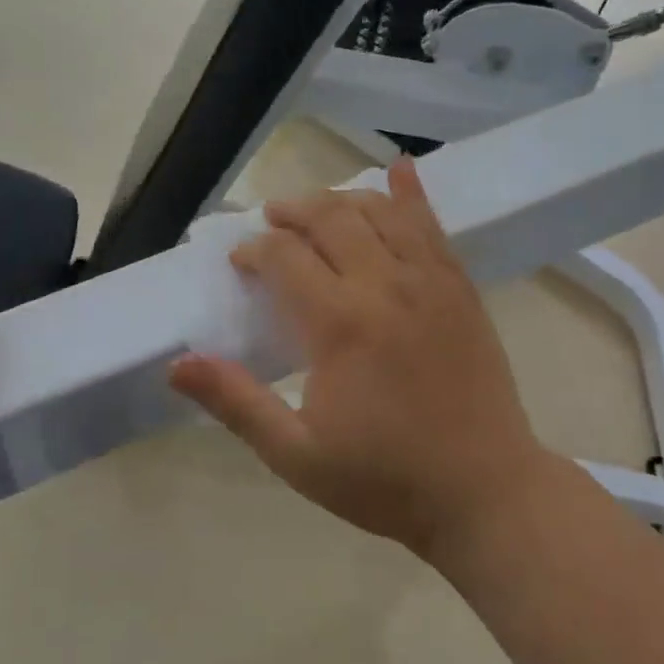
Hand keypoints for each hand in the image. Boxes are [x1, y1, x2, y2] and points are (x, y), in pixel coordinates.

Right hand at [170, 159, 547, 561]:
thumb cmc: (385, 479)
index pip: (285, 256)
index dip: (255, 250)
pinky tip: (401, 169)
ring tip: (317, 209)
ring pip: (379, 211)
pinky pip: (432, 225)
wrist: (486, 493)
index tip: (241, 261)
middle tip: (271, 220)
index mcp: (340, 323)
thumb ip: (236, 403)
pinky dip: (411, 193)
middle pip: (330, 218)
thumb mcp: (296, 455)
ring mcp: (430, 281)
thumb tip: (177, 363)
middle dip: (292, 211)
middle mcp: (385, 285)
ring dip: (341, 199)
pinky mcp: (460, 287)